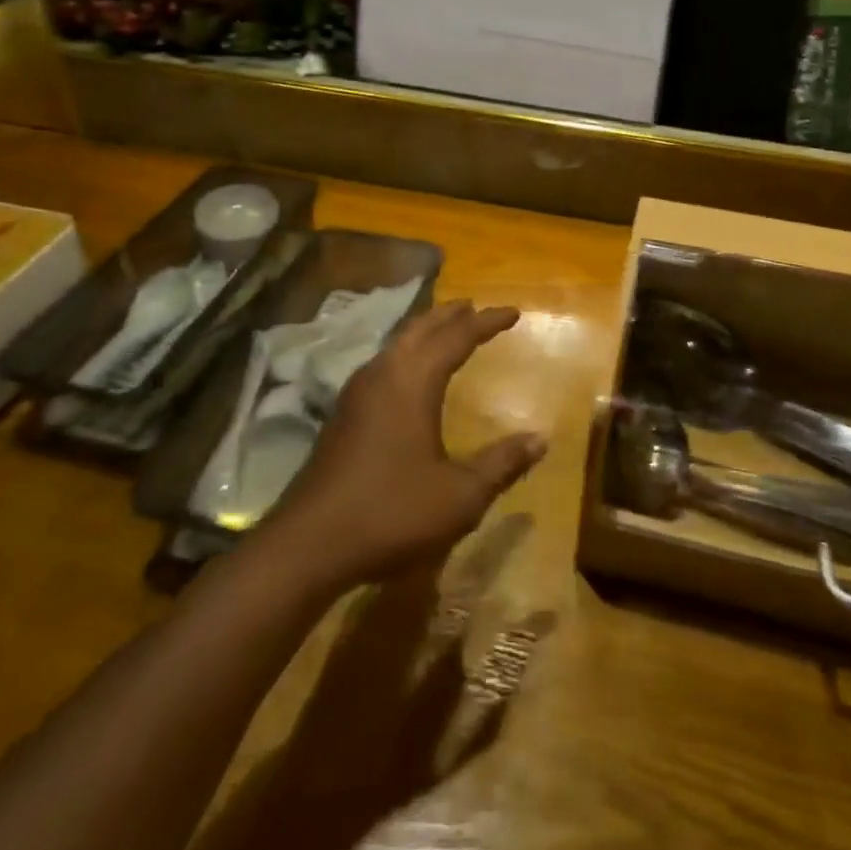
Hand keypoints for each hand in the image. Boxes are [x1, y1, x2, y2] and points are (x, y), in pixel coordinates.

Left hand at [268, 301, 545, 586]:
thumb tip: (541, 438)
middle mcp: (384, 373)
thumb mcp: (460, 496)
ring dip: (425, 330)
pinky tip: (407, 372)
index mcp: (414, 381)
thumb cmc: (392, 512)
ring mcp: (357, 392)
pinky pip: (382, 362)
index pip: (458, 336)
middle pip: (421, 328)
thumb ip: (502, 464)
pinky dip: (405, 351)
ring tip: (445, 329)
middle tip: (474, 307)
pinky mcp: (342, 412)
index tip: (513, 312)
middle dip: (451, 315)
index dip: (487, 322)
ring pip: (397, 342)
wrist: (309, 543)